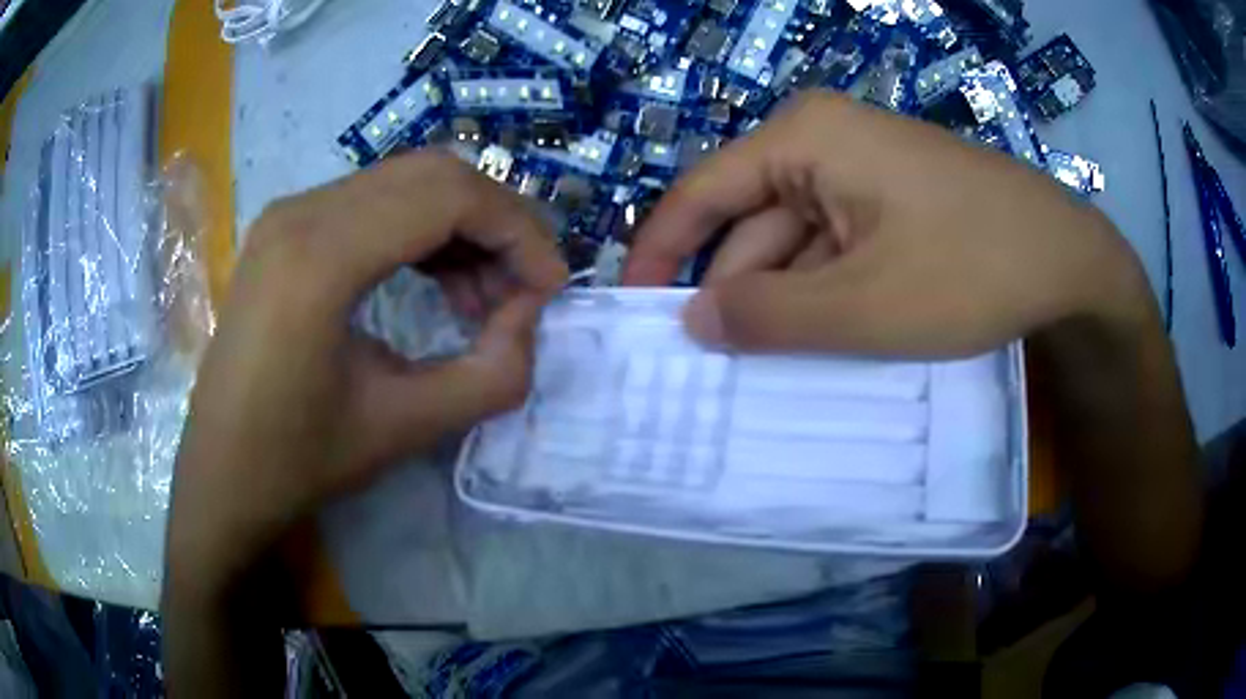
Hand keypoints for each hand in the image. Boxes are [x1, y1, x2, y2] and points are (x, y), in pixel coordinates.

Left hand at [164, 151, 566, 602]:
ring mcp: (289, 213)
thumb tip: (530, 316)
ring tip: (482, 300)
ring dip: (461, 228)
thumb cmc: (298, 462)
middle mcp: (301, 211)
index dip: (519, 232)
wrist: (220, 475)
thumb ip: (492, 374)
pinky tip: (437, 285)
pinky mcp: (286, 229)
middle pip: (433, 174)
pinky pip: (374, 203)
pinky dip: (422, 232)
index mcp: (320, 257)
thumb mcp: (405, 429)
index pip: (450, 196)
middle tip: (523, 290)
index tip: (550, 290)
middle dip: (497, 223)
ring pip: (406, 182)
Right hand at [623, 92, 1150, 355]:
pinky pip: (834, 245)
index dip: (660, 252)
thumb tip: (691, 322)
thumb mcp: (864, 306)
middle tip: (709, 366)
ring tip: (767, 367)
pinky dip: (822, 292)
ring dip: (782, 300)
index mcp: (804, 138)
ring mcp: (860, 168)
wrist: (1069, 258)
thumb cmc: (971, 268)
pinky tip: (822, 339)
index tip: (634, 310)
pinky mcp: (890, 198)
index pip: (703, 192)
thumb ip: (769, 317)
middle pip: (751, 219)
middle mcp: (823, 140)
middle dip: (732, 290)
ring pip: (795, 239)